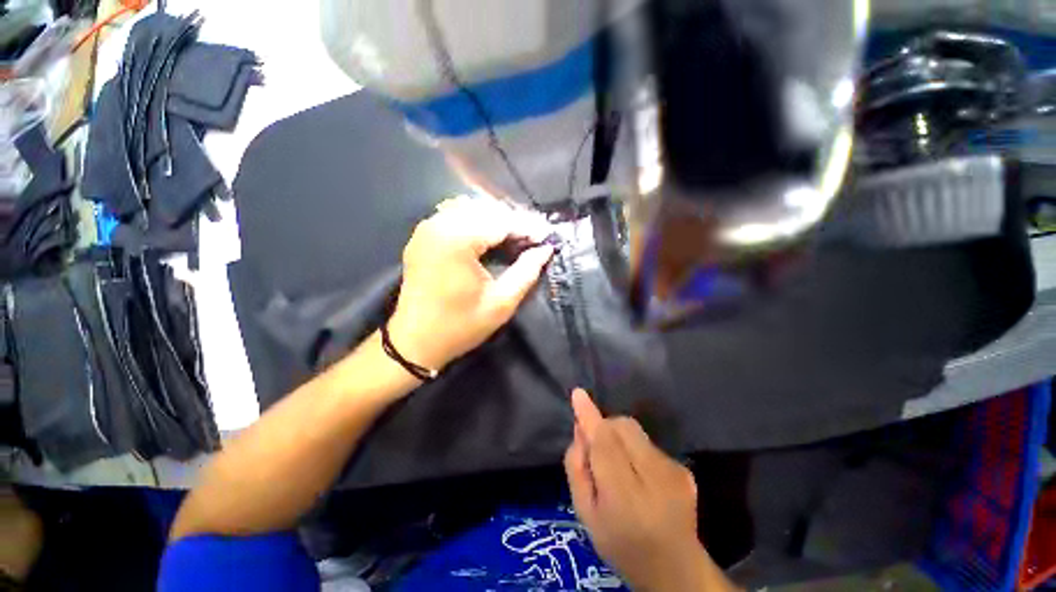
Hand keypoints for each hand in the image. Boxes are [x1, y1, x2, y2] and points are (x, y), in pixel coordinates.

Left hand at [387, 197, 552, 371]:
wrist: (414, 341)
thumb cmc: (460, 326)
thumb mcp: (501, 303)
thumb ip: (526, 272)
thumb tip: (545, 250)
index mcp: (458, 241)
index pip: (502, 221)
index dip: (528, 227)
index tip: (546, 237)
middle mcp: (439, 225)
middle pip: (486, 209)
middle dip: (513, 220)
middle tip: (533, 236)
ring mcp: (427, 228)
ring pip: (470, 208)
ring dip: (495, 218)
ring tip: (515, 235)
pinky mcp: (422, 235)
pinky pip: (453, 215)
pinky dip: (475, 220)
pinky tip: (488, 234)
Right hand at [564, 389, 736, 591]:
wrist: (675, 571)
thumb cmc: (621, 545)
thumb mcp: (586, 514)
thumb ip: (577, 469)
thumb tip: (580, 430)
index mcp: (625, 498)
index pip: (605, 445)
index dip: (590, 417)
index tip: (578, 394)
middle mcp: (655, 479)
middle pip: (622, 428)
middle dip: (604, 427)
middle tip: (597, 451)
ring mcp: (674, 472)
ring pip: (635, 431)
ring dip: (619, 438)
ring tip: (620, 466)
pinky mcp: (684, 469)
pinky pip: (648, 442)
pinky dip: (635, 448)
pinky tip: (640, 475)